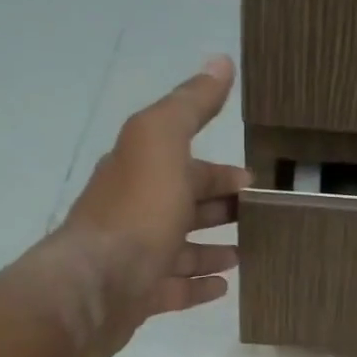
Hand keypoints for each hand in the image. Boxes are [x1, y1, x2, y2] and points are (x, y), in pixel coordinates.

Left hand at [32, 55, 248, 356]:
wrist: (97, 283)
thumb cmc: (137, 210)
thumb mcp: (164, 141)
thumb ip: (191, 105)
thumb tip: (221, 61)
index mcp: (141, 171)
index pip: (186, 165)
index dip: (219, 170)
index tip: (254, 180)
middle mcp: (136, 211)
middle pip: (185, 205)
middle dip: (220, 205)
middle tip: (259, 215)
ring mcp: (136, 256)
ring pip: (182, 249)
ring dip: (213, 247)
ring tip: (247, 251)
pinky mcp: (139, 295)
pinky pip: (175, 289)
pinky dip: (199, 285)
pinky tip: (225, 286)